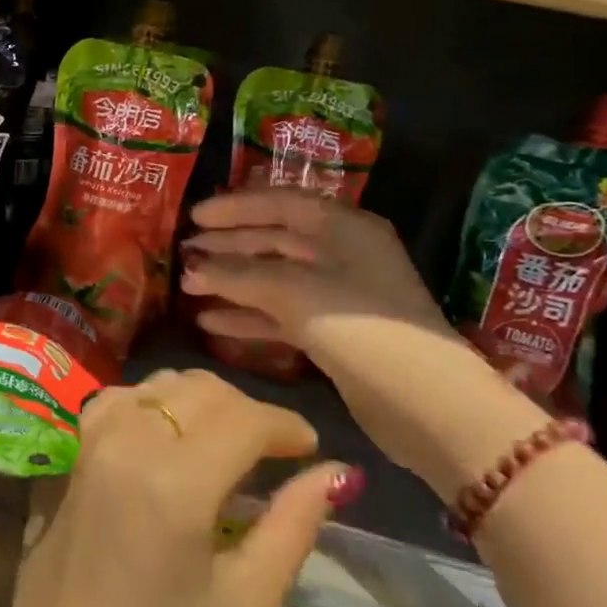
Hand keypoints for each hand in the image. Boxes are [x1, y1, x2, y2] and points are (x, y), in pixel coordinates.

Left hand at [0, 369, 349, 606]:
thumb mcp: (248, 605)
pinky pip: (120, 397)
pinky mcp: (69, 449)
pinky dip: (154, 402)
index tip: (310, 448)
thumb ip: (293, 526)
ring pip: (160, 384)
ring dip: (202, 402)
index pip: (245, 419)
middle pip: (203, 391)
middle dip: (249, 411)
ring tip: (226, 442)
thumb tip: (334, 472)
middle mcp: (128, 441)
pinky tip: (168, 435)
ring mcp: (90, 439)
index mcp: (175, 482)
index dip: (287, 425)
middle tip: (273, 450)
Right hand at [179, 187, 448, 345]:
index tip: (193, 218)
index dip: (234, 208)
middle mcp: (343, 254)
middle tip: (184, 253)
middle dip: (228, 247)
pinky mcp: (334, 334)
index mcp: (343, 227)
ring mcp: (339, 296)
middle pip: (275, 240)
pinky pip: (282, 314)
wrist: (423, 403)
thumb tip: (190, 267)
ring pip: (275, 279)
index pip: (280, 203)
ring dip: (232, 283)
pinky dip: (249, 316)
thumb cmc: (358, 326)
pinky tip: (211, 323)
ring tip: (188, 287)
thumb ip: (236, 274)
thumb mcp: (292, 291)